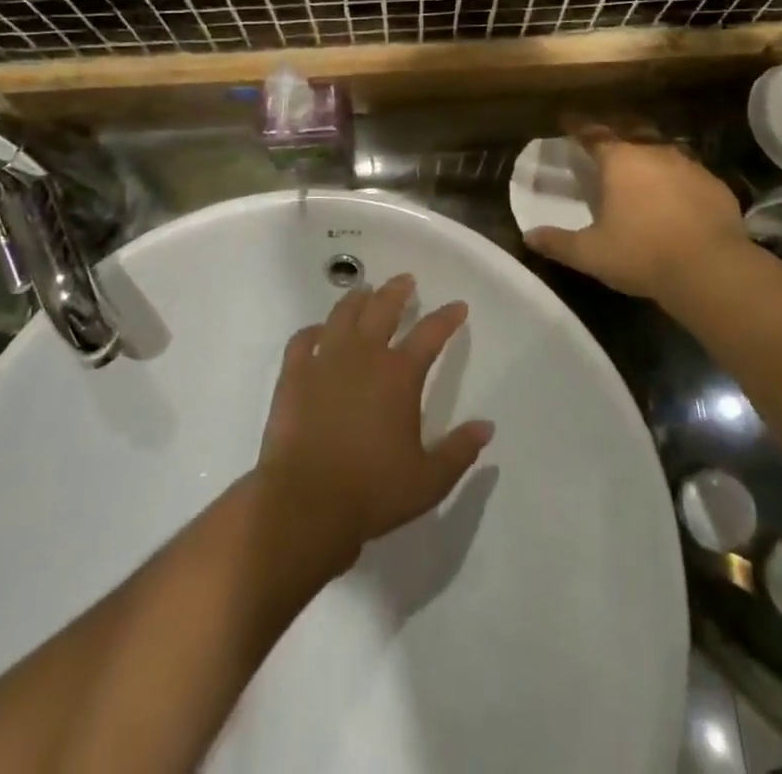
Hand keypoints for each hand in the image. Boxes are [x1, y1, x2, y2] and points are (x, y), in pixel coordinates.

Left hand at [256, 274, 491, 575]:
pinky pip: (303, 339)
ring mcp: (325, 360)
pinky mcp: (294, 373)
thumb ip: (460, 450)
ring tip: (365, 292)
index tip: (458, 306)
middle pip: (383, 308)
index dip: (447, 317)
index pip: (431, 333)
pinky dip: (313, 330)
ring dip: (358, 299)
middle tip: (406, 280)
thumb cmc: (372, 491)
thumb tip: (487, 426)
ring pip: (343, 314)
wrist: (305, 502)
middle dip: (398, 291)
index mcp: (399, 375)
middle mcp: (364, 355)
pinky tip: (318, 330)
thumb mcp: (429, 480)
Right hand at [522, 121, 750, 302]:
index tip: (567, 122)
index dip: (578, 128)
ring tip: (643, 171)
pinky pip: (691, 175)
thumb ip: (558, 242)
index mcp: (619, 162)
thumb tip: (529, 236)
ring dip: (650, 158)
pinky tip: (678, 198)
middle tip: (606, 144)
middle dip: (617, 135)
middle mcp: (654, 153)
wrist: (710, 269)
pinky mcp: (716, 185)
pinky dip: (679, 181)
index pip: (593, 134)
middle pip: (631, 133)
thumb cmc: (642, 254)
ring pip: (664, 152)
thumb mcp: (591, 253)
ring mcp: (690, 166)